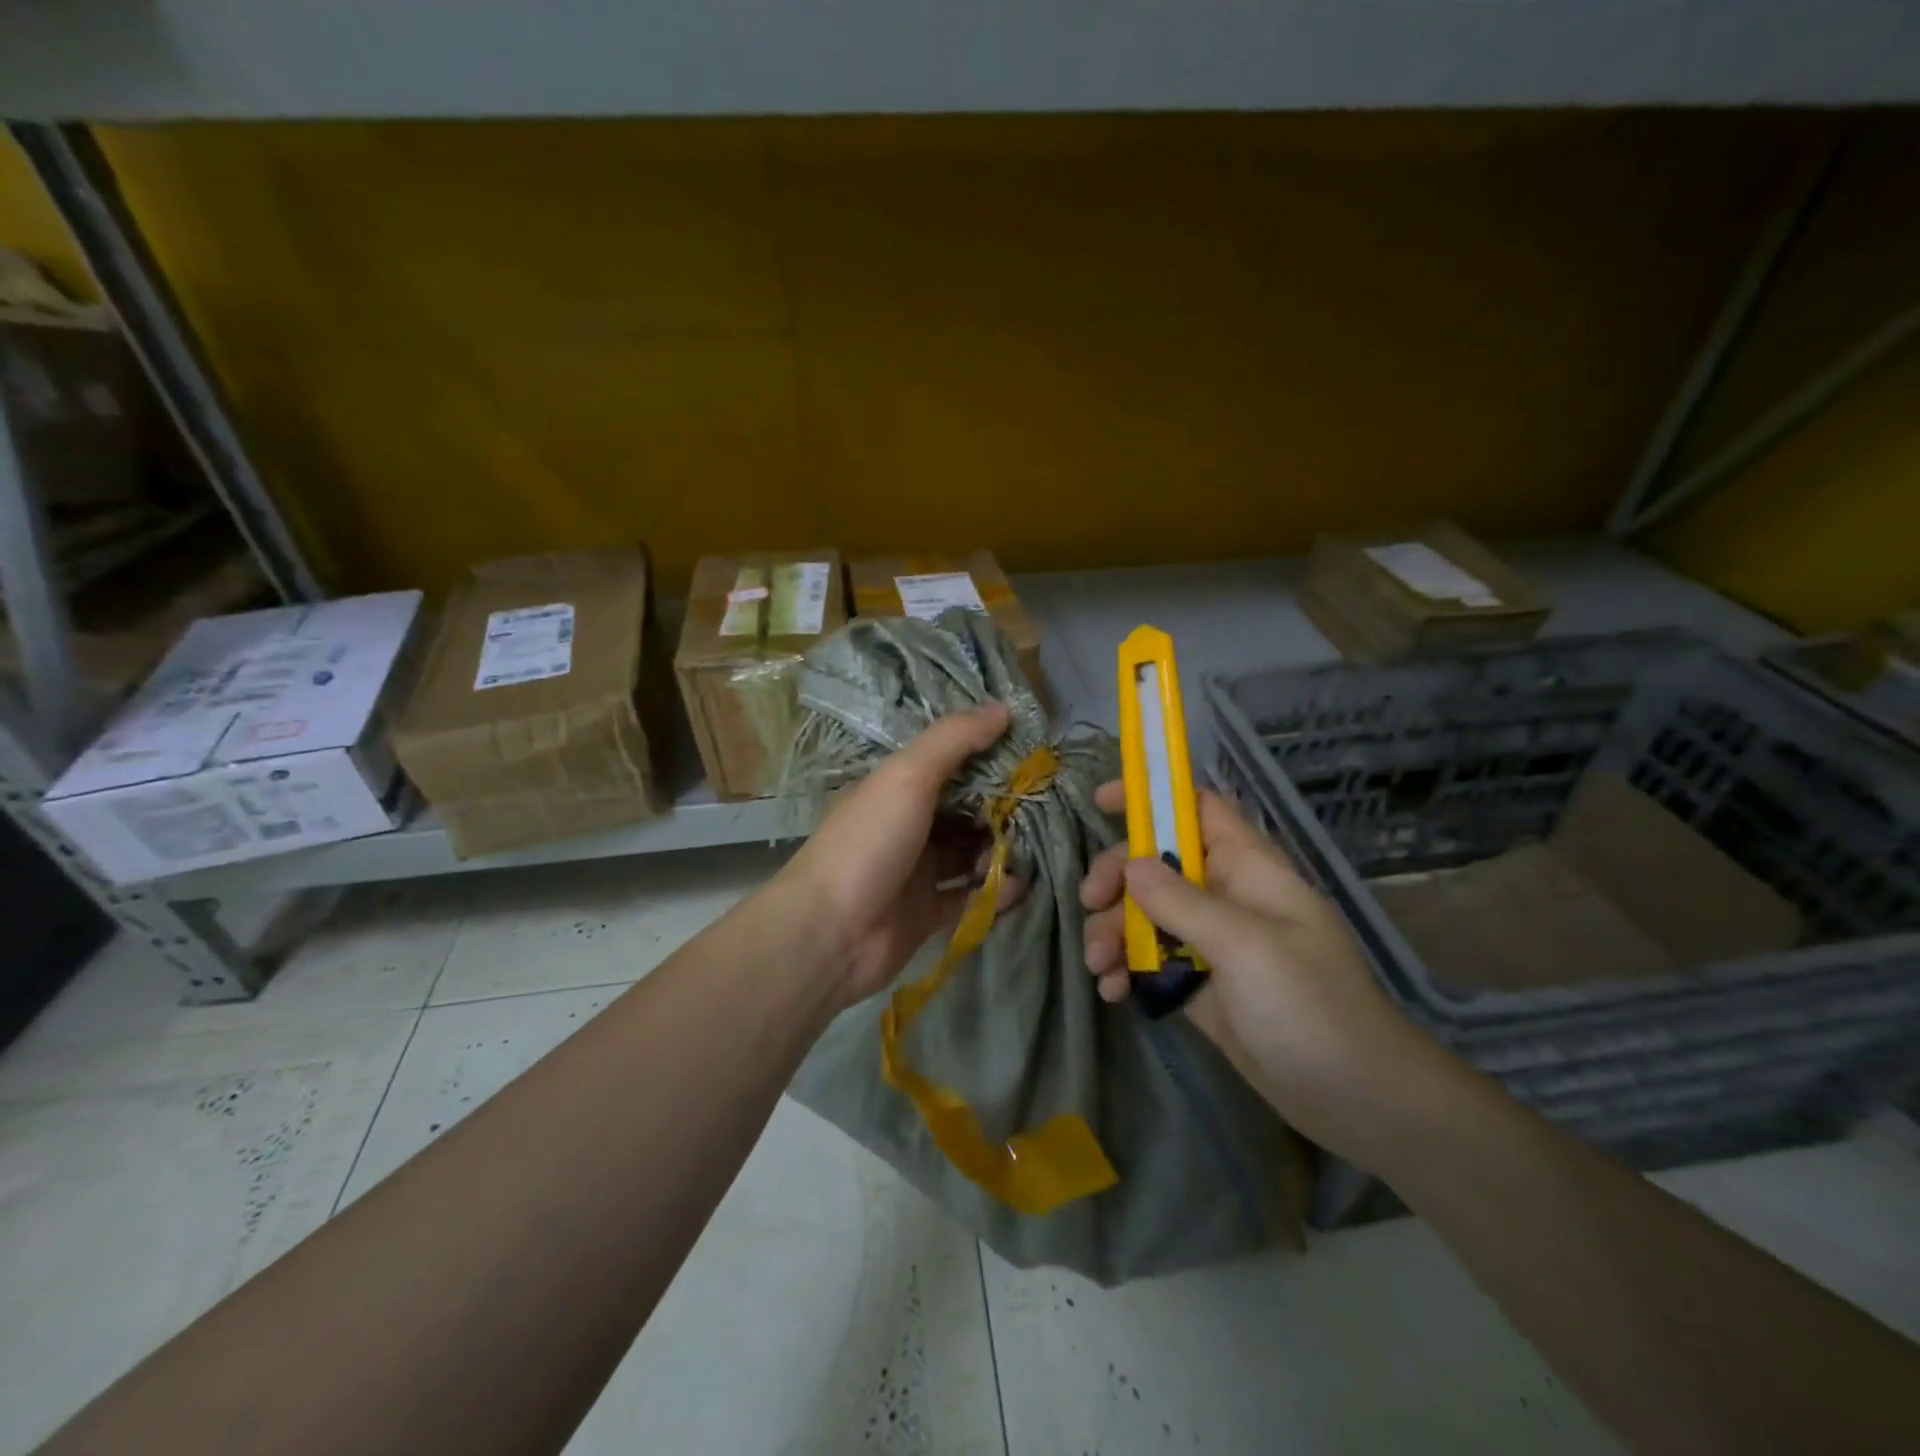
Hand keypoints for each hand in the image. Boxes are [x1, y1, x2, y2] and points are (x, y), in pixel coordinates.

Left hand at [779, 702, 1019, 1006]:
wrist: (829, 934)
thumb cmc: (868, 843)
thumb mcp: (908, 777)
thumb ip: (955, 740)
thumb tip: (1003, 707)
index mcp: (898, 787)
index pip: (951, 763)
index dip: (989, 757)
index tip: (1033, 754)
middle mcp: (909, 824)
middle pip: (966, 809)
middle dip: (1003, 809)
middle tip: (1044, 806)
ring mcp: (918, 870)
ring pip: (972, 853)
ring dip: (1002, 851)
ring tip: (1032, 850)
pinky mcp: (929, 912)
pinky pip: (971, 896)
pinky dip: (994, 892)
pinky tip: (1017, 887)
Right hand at [1080, 781, 1431, 1154]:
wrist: (1356, 1099)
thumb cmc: (1309, 1005)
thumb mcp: (1244, 945)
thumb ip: (1182, 902)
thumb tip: (1130, 864)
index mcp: (1248, 868)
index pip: (1198, 810)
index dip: (1153, 799)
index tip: (1102, 802)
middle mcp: (1226, 896)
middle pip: (1157, 864)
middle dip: (1117, 879)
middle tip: (1089, 904)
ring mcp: (1213, 942)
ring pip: (1147, 914)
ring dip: (1113, 932)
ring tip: (1098, 966)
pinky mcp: (1201, 984)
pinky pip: (1151, 960)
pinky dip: (1127, 969)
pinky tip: (1112, 991)